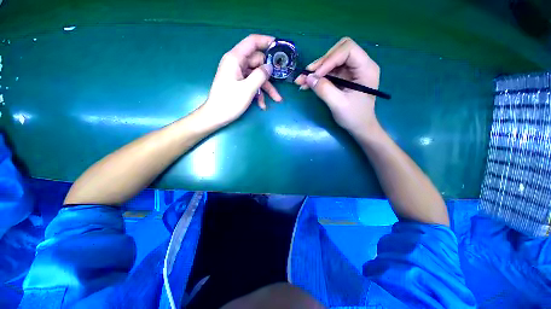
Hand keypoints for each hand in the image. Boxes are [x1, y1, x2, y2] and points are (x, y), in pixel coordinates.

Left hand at [201, 34, 282, 126]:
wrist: (216, 116)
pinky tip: (262, 105)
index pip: (252, 42)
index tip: (280, 47)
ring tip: (277, 99)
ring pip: (257, 75)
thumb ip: (260, 75)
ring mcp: (238, 74)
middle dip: (269, 74)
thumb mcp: (247, 89)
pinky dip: (259, 93)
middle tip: (281, 81)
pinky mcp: (239, 83)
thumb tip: (270, 67)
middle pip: (258, 62)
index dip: (266, 41)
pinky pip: (252, 84)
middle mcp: (237, 63)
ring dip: (267, 88)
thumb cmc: (229, 102)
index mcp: (235, 59)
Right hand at [295, 37, 379, 136]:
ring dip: (315, 70)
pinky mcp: (343, 78)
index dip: (329, 59)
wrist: (359, 127)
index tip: (316, 75)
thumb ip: (324, 89)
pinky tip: (307, 84)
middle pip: (338, 52)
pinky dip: (317, 77)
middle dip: (321, 62)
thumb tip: (308, 78)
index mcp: (366, 68)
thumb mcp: (338, 104)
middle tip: (307, 75)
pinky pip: (328, 72)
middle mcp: (360, 65)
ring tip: (301, 81)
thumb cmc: (354, 117)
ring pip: (331, 62)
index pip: (347, 50)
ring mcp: (351, 71)